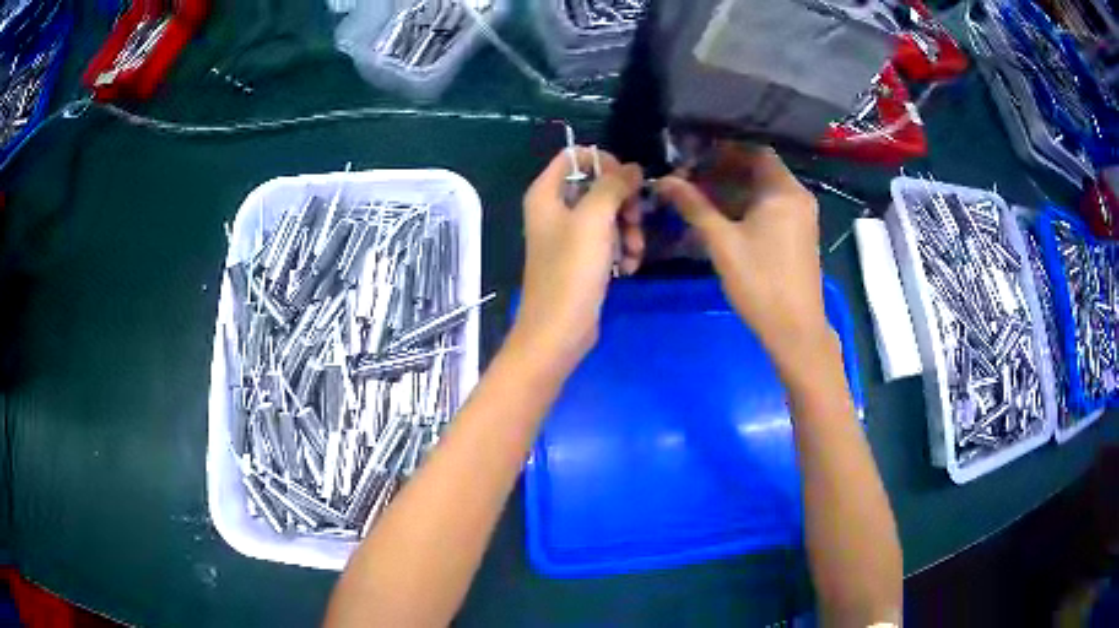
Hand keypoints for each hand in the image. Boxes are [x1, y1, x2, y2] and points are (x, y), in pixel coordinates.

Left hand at [510, 147, 643, 374]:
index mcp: (546, 193)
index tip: (627, 182)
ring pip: (608, 214)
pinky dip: (621, 250)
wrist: (559, 331)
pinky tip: (628, 268)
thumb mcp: (594, 219)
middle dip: (623, 201)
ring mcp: (568, 235)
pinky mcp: (582, 259)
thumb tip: (632, 168)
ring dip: (628, 229)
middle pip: (596, 184)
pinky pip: (608, 240)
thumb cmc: (571, 271)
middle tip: (634, 220)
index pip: (575, 156)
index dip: (604, 162)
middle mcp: (555, 209)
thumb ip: (613, 185)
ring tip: (633, 252)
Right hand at [655, 144, 830, 365]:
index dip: (720, 148)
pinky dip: (746, 204)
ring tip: (698, 196)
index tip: (691, 154)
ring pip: (762, 188)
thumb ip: (693, 206)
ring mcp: (801, 215)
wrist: (795, 330)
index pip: (752, 148)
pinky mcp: (798, 233)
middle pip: (757, 167)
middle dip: (722, 169)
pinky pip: (770, 205)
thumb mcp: (722, 242)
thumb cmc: (760, 283)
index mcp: (783, 190)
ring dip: (732, 188)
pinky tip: (720, 216)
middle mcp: (797, 195)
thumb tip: (664, 181)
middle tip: (689, 177)